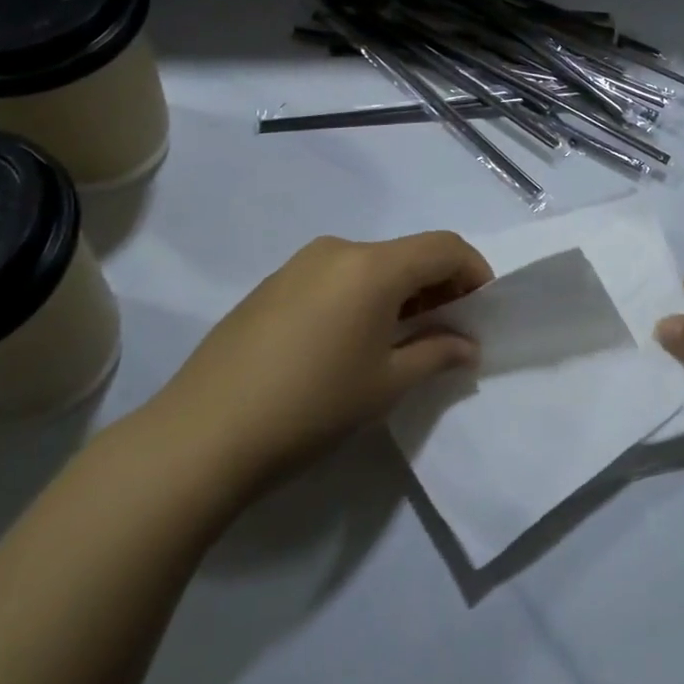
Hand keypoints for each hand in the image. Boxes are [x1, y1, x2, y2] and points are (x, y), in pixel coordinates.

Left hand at [142, 232, 490, 508]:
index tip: (482, 311)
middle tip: (448, 331)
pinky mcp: (272, 285)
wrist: (201, 436)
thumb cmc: (312, 407)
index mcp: (373, 266)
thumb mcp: (387, 384)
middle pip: (408, 253)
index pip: (444, 248)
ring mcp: (300, 265)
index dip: (475, 272)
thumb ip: (437, 355)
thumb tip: (467, 346)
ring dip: (400, 292)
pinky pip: (336, 277)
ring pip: (371, 265)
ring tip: (401, 340)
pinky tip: (351, 341)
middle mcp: (338, 250)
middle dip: (438, 285)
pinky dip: (363, 296)